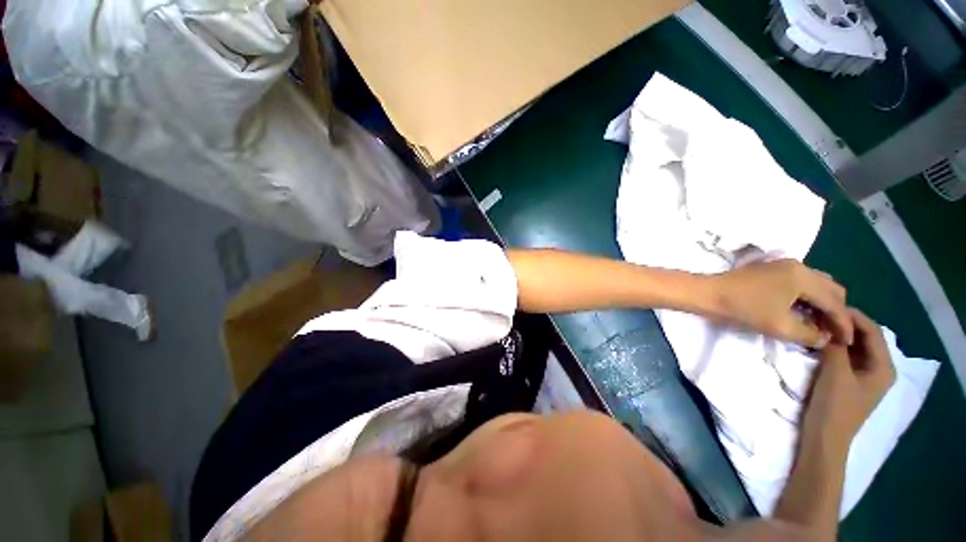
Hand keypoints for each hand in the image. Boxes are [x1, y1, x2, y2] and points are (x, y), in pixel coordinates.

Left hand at [707, 259, 852, 348]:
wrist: (708, 293)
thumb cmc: (743, 308)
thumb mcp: (780, 326)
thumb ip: (809, 334)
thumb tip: (825, 338)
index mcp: (803, 277)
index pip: (834, 302)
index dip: (843, 324)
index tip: (848, 341)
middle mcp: (798, 266)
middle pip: (831, 289)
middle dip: (836, 311)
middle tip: (834, 332)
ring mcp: (784, 265)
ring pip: (817, 284)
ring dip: (823, 303)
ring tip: (821, 324)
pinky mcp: (772, 270)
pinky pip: (801, 283)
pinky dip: (809, 297)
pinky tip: (804, 311)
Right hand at [804, 309, 895, 452]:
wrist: (824, 438)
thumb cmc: (835, 407)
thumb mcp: (835, 373)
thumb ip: (835, 346)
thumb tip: (827, 323)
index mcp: (884, 366)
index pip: (872, 331)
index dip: (852, 315)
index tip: (827, 304)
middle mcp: (879, 367)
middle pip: (864, 336)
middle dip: (844, 323)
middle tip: (819, 312)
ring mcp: (864, 374)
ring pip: (854, 345)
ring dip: (837, 333)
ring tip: (816, 323)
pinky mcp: (849, 378)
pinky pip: (845, 354)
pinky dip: (833, 344)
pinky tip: (818, 340)